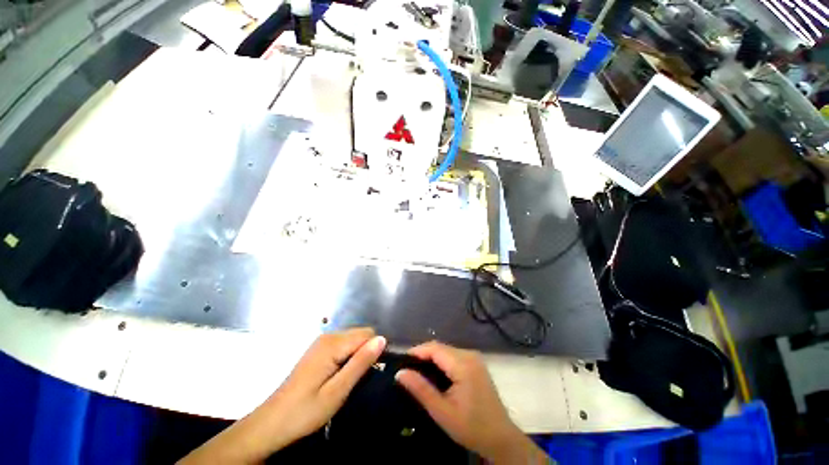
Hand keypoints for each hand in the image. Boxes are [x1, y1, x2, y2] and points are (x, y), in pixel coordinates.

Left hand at [180, 328, 385, 463]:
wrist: (276, 421)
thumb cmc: (307, 410)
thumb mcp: (338, 391)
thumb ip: (359, 364)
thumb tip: (382, 339)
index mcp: (330, 345)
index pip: (368, 335)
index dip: (380, 351)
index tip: (386, 373)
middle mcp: (324, 340)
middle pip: (360, 336)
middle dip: (371, 353)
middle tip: (373, 381)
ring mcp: (318, 348)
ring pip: (351, 344)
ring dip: (361, 359)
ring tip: (363, 383)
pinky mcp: (315, 357)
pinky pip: (341, 351)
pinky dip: (350, 362)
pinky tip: (348, 381)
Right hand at [396, 342, 547, 463]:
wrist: (498, 437)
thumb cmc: (469, 426)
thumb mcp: (440, 410)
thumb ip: (420, 389)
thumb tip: (400, 372)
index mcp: (464, 366)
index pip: (434, 348)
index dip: (414, 353)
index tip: (396, 366)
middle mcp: (472, 358)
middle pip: (441, 349)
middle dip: (421, 358)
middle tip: (403, 374)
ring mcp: (478, 364)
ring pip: (448, 354)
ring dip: (430, 362)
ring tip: (413, 379)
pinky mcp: (479, 372)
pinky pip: (455, 361)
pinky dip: (441, 367)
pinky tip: (432, 382)